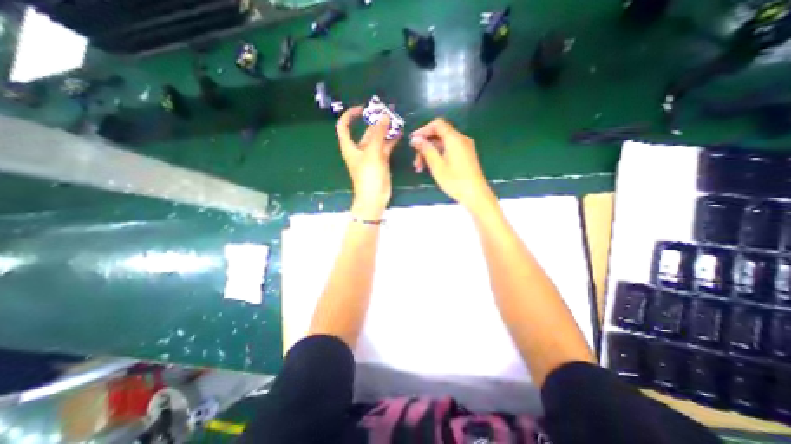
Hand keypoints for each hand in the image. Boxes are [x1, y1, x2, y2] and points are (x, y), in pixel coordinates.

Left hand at [335, 107, 398, 220]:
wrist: (374, 197)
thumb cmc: (368, 175)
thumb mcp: (372, 152)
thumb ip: (378, 134)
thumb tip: (384, 116)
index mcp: (350, 147)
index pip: (344, 126)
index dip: (350, 115)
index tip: (362, 109)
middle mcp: (359, 150)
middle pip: (365, 132)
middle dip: (375, 122)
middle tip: (388, 112)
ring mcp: (371, 156)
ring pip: (377, 139)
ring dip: (385, 131)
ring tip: (396, 121)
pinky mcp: (380, 161)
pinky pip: (385, 147)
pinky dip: (391, 141)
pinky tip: (399, 134)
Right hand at [408, 120, 492, 212]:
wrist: (475, 195)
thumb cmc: (455, 180)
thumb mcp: (437, 165)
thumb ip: (426, 149)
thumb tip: (415, 139)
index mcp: (454, 138)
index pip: (437, 124)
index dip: (423, 130)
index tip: (413, 141)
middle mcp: (461, 139)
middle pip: (439, 135)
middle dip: (425, 146)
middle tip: (415, 161)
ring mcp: (465, 148)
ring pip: (443, 144)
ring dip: (430, 153)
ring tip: (420, 168)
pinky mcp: (466, 156)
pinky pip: (449, 150)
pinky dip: (439, 156)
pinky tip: (432, 168)